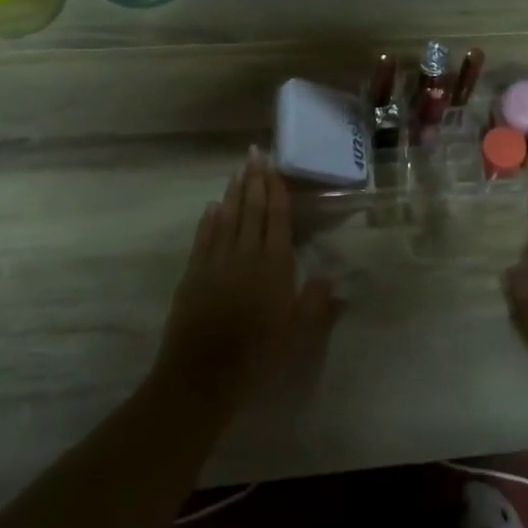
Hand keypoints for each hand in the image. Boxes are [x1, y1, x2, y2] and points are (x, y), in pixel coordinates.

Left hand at [155, 148, 336, 405]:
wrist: (204, 374)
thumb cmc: (258, 354)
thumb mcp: (298, 334)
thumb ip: (317, 303)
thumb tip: (334, 278)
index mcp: (275, 264)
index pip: (276, 217)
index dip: (275, 189)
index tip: (274, 166)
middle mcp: (246, 253)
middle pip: (251, 209)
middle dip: (254, 180)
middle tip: (254, 153)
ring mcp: (216, 261)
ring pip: (227, 217)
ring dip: (233, 192)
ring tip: (237, 170)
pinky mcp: (194, 274)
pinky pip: (204, 237)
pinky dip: (209, 219)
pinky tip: (212, 206)